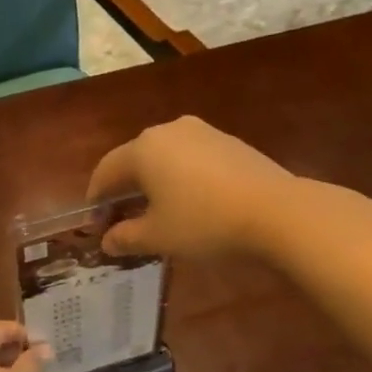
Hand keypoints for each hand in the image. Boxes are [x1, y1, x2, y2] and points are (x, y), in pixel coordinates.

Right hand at [86, 116, 296, 259]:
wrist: (275, 211)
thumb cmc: (204, 223)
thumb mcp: (158, 237)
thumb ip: (125, 238)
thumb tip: (107, 241)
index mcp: (143, 149)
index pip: (105, 171)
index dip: (96, 200)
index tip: (96, 225)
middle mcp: (169, 130)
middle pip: (134, 160)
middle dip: (123, 191)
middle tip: (121, 220)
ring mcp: (202, 133)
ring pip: (164, 158)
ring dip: (153, 184)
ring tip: (155, 214)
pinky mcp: (229, 143)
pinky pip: (191, 160)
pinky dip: (180, 180)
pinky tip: (189, 204)